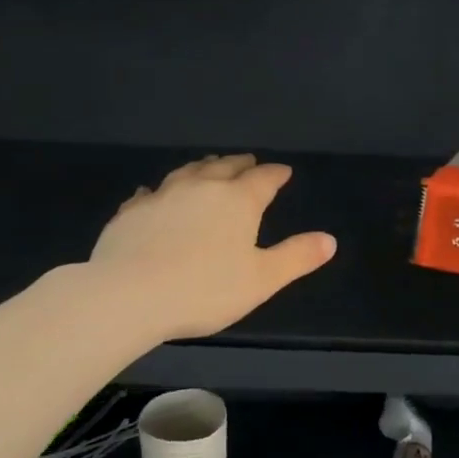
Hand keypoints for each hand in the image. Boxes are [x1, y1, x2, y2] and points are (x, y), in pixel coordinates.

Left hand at [90, 154, 337, 341]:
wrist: (128, 295)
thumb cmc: (204, 290)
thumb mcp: (262, 279)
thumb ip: (296, 257)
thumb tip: (330, 239)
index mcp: (237, 201)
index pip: (263, 179)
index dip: (275, 174)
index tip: (283, 171)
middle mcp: (201, 188)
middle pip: (225, 167)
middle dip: (240, 164)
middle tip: (248, 161)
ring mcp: (162, 196)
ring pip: (187, 172)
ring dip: (203, 168)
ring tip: (209, 166)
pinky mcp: (131, 212)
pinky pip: (150, 193)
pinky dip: (160, 190)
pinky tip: (155, 194)